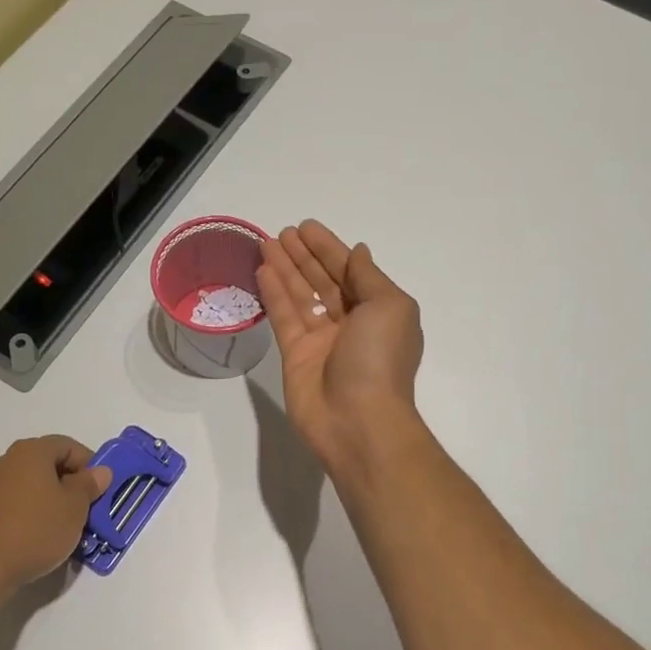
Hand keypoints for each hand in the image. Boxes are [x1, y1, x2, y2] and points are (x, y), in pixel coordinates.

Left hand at [0, 436, 111, 589]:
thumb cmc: (35, 529)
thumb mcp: (75, 507)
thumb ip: (90, 485)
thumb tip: (99, 471)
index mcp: (31, 451)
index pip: (69, 446)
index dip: (90, 465)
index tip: (100, 491)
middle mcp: (8, 461)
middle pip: (49, 464)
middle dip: (72, 485)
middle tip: (87, 510)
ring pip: (33, 486)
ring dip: (53, 501)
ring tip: (66, 528)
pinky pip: (17, 503)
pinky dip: (33, 514)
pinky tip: (41, 537)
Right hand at [258, 220, 424, 474]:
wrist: (358, 422)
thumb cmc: (379, 359)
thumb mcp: (388, 307)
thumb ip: (368, 277)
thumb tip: (358, 252)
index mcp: (378, 310)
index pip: (350, 270)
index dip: (329, 248)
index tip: (307, 227)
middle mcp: (350, 323)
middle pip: (324, 281)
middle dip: (304, 256)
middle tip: (283, 232)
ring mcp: (322, 340)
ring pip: (301, 296)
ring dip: (285, 269)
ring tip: (267, 243)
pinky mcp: (295, 356)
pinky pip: (284, 317)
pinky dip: (274, 294)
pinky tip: (262, 270)